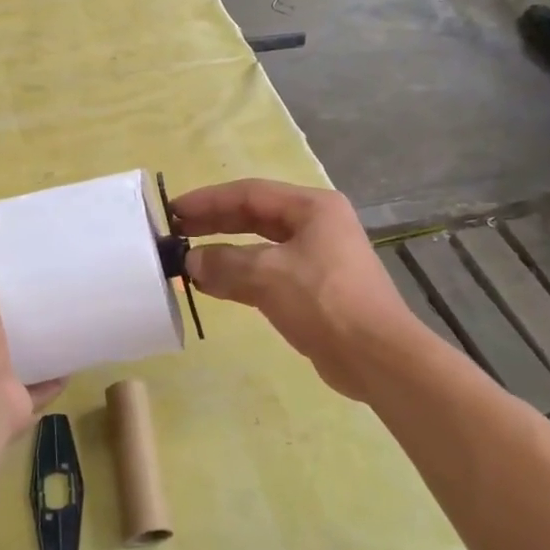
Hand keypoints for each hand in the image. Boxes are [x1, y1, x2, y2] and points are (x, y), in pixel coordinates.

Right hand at [170, 179, 416, 401]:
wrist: (376, 356)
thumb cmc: (324, 301)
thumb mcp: (268, 276)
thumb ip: (224, 263)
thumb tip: (191, 261)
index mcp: (312, 208)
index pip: (250, 193)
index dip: (208, 200)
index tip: (173, 211)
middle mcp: (316, 225)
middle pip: (256, 216)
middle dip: (215, 222)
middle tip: (176, 232)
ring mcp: (317, 258)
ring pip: (260, 246)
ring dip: (225, 252)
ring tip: (188, 258)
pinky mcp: (314, 290)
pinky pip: (267, 273)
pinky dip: (239, 276)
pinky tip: (213, 285)